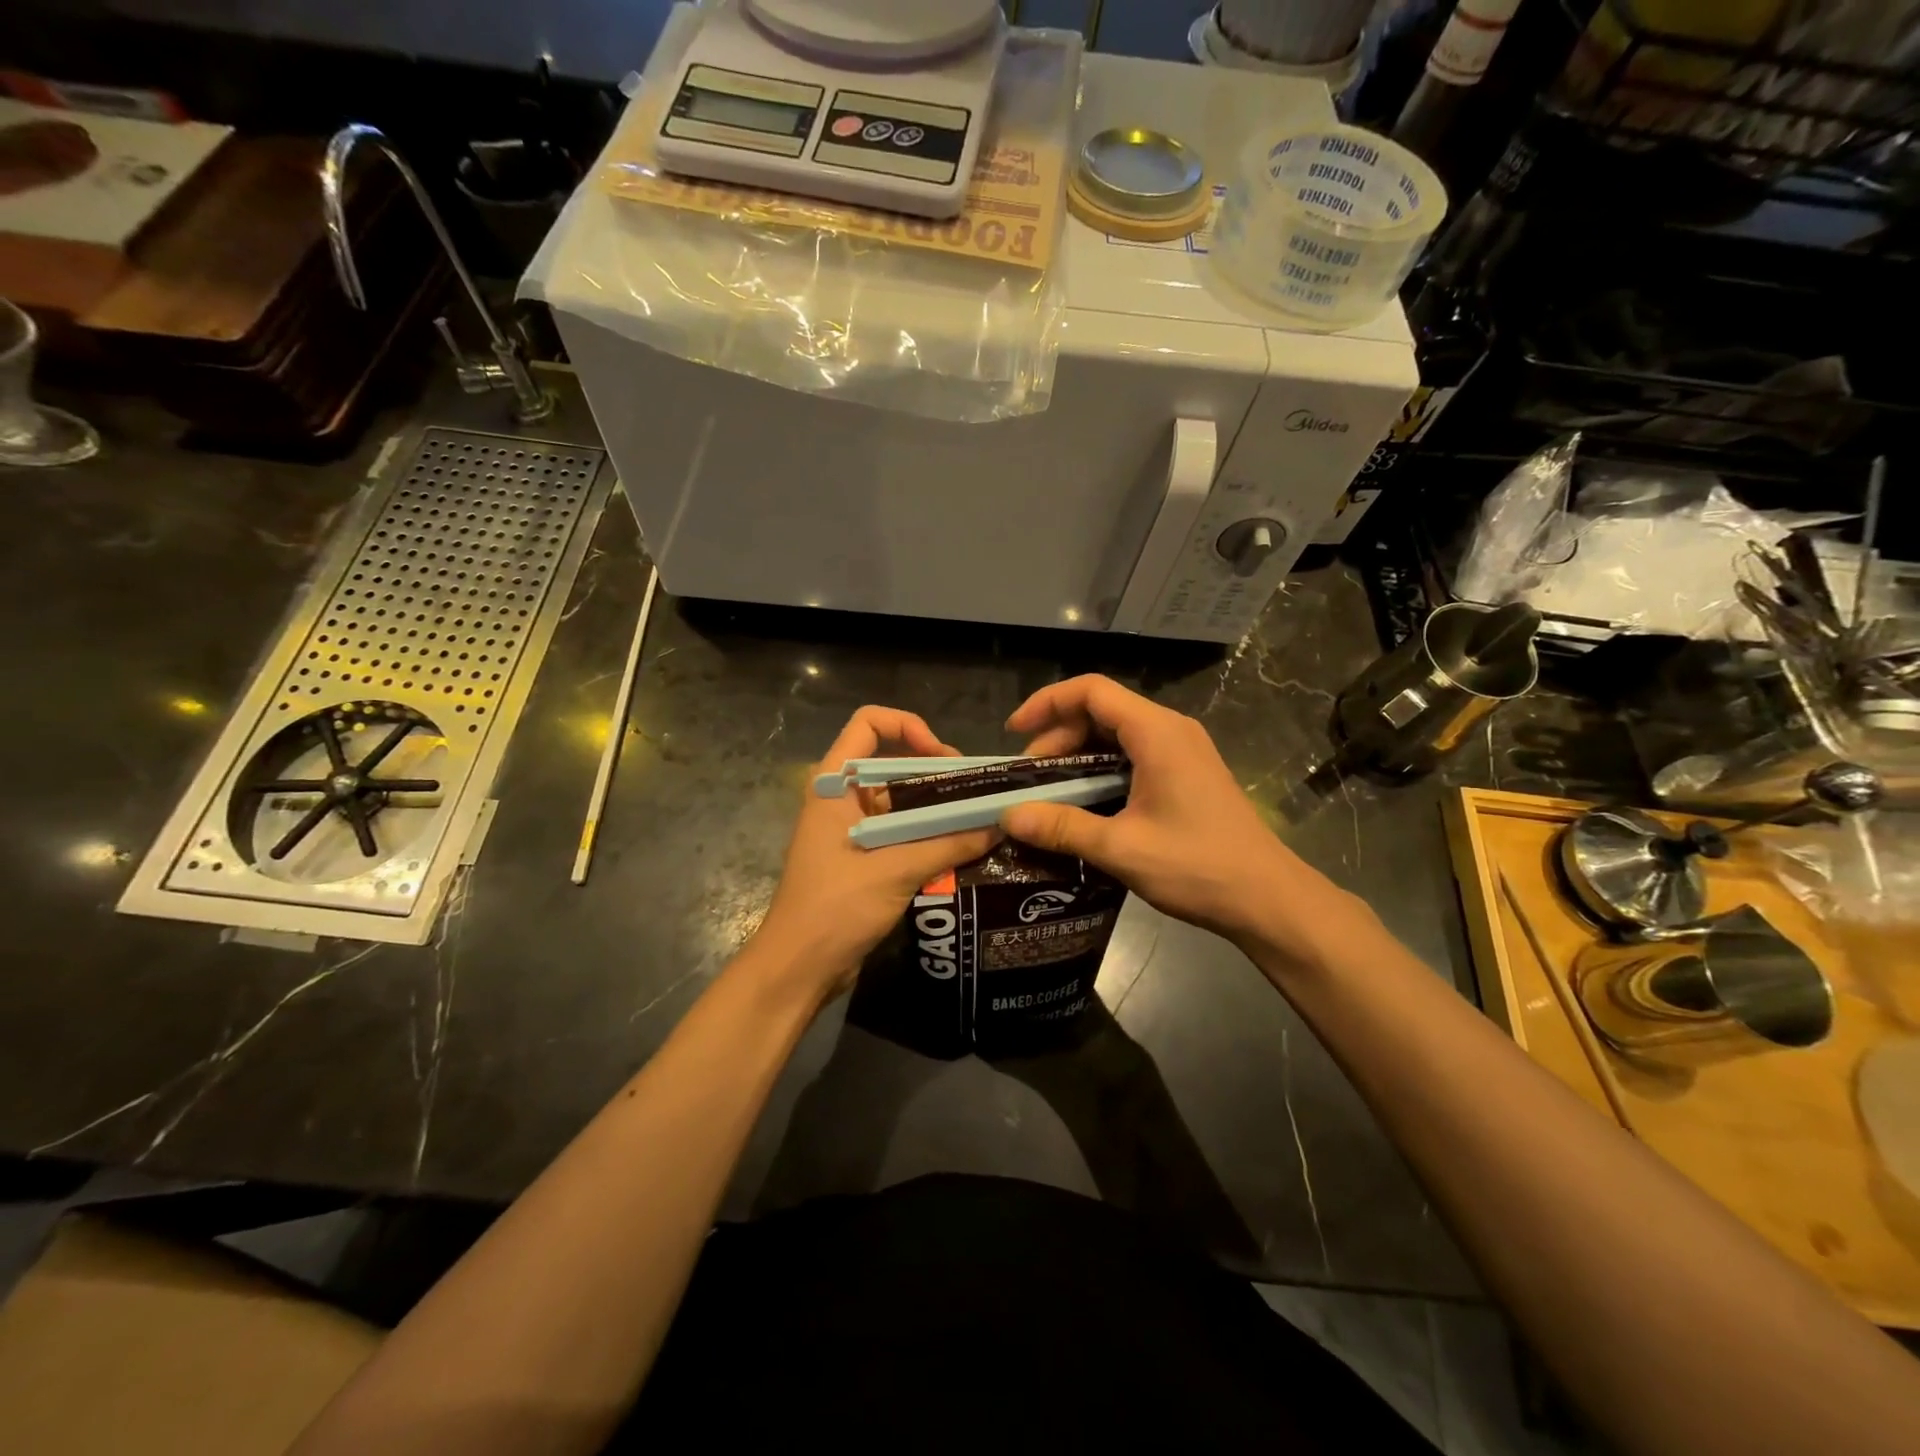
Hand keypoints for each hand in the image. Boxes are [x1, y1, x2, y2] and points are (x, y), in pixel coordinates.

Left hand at [754, 706, 997, 1001]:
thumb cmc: (835, 908)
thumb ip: (948, 844)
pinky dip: (929, 835)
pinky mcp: (863, 858)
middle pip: (892, 762)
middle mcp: (842, 798)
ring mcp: (851, 829)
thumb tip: (999, 824)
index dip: (908, 727)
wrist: (798, 969)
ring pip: (901, 801)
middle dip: (936, 773)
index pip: (868, 724)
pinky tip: (963, 849)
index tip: (943, 758)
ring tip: (979, 820)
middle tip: (977, 793)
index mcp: (835, 784)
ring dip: (937, 808)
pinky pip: (901, 832)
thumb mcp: (896, 870)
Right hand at [1000, 675, 1352, 962]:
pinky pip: (1134, 755)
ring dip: (1079, 756)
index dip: (1046, 703)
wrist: (1268, 899)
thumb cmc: (1198, 866)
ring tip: (1050, 792)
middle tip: (1030, 778)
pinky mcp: (1187, 774)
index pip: (1091, 691)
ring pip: (1117, 734)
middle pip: (1102, 711)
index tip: (1014, 733)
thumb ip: (1061, 827)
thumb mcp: (1122, 848)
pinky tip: (1086, 804)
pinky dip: (1102, 769)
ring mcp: (1183, 751)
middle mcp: (1171, 730)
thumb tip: (1007, 817)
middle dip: (1058, 737)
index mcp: (1156, 732)